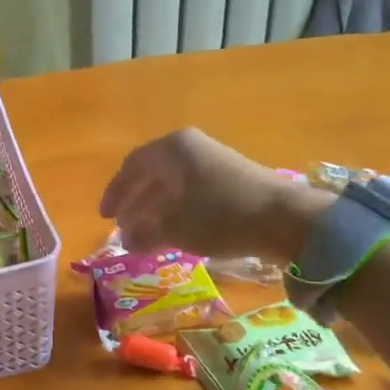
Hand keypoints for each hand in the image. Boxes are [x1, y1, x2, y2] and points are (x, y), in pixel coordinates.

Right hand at [99, 129, 330, 261]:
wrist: (284, 218)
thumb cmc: (219, 215)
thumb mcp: (173, 227)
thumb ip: (143, 233)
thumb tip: (127, 241)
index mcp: (173, 149)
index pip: (132, 166)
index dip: (115, 192)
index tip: (104, 216)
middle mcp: (192, 148)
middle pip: (152, 174)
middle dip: (135, 202)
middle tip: (122, 227)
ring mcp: (214, 162)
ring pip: (173, 186)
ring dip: (155, 210)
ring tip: (145, 235)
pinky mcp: (232, 180)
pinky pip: (192, 193)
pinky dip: (177, 212)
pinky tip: (175, 232)